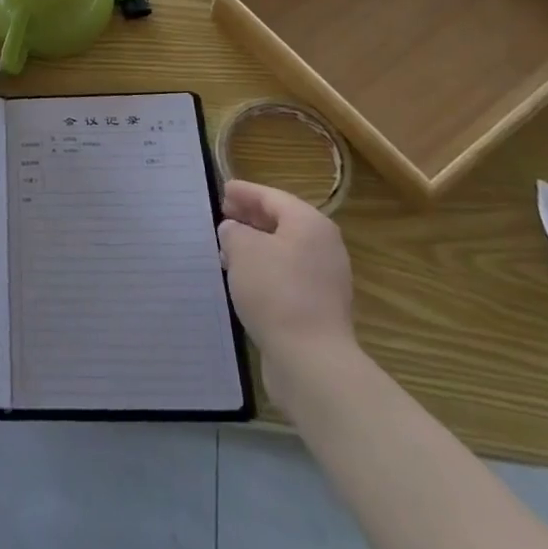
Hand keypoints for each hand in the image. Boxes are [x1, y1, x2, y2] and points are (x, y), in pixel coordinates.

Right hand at [218, 178, 355, 393]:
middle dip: (251, 217)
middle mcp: (323, 246)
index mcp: (310, 224)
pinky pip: (287, 275)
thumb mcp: (242, 249)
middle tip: (224, 214)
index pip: (272, 197)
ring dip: (256, 245)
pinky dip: (265, 269)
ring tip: (227, 247)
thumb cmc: (275, 291)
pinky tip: (243, 278)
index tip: (223, 189)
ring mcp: (325, 279)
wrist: (311, 359)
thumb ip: (233, 232)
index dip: (245, 192)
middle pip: (282, 222)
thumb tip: (234, 231)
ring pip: (284, 250)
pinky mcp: (319, 307)